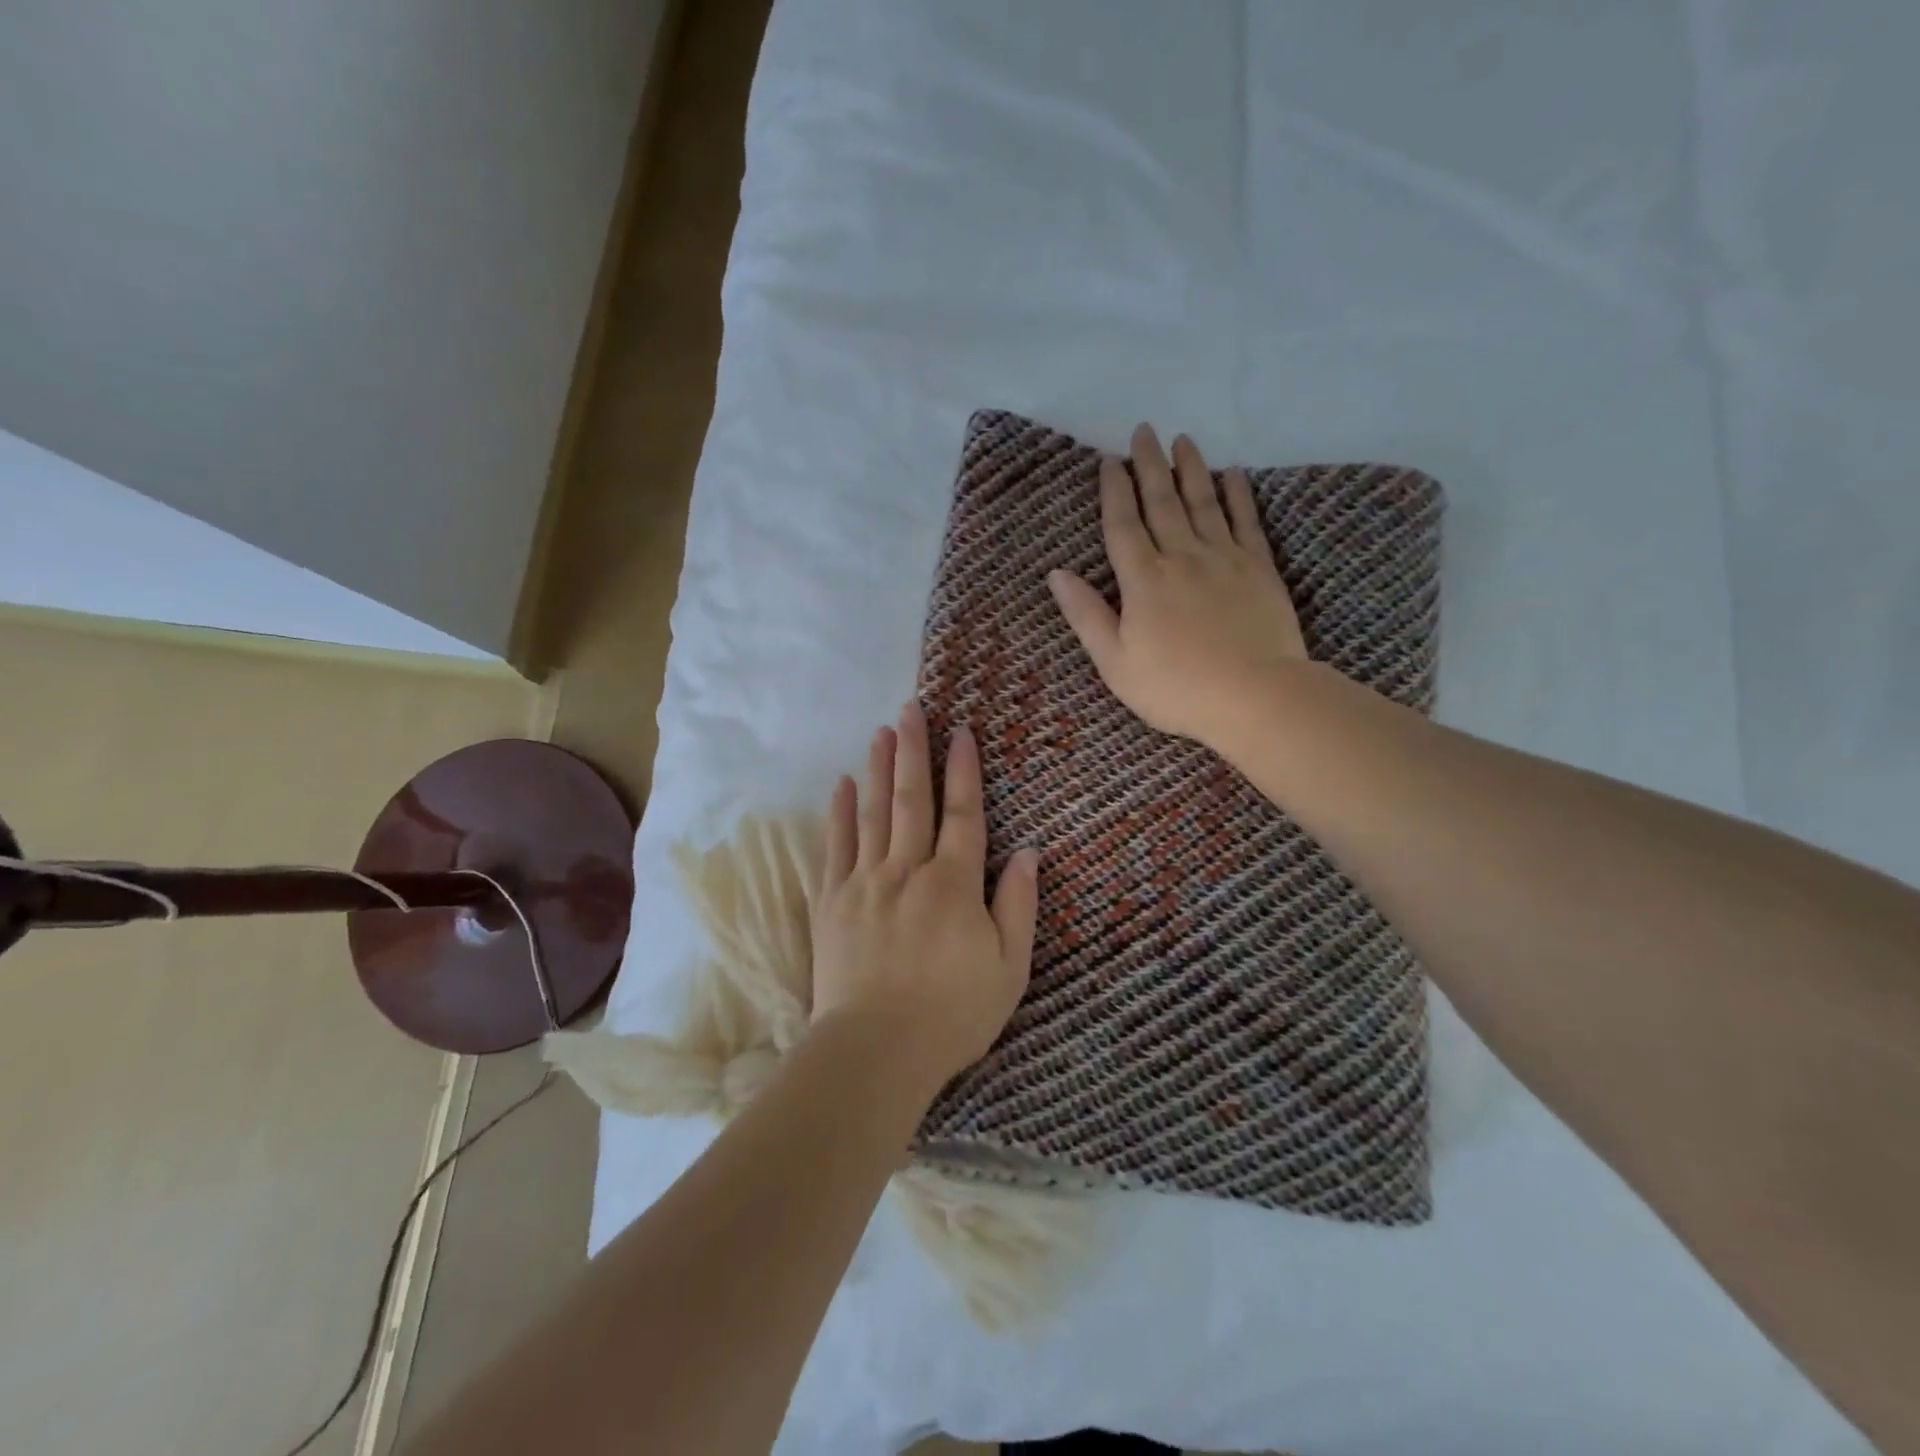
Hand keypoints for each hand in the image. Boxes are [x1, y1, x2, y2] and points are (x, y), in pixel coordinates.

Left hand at [811, 702, 1039, 1087]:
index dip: (964, 771)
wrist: (875, 1052)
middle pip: (912, 800)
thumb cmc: (952, 1014)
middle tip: (911, 709)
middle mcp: (907, 870)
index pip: (962, 814)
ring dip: (880, 768)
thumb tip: (1028, 852)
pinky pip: (835, 846)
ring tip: (882, 731)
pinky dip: (840, 812)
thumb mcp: (1009, 968)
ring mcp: (864, 882)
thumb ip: (1018, 905)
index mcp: (953, 884)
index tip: (962, 732)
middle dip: (915, 751)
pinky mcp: (832, 901)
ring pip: (874, 813)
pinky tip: (843, 783)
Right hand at [1047, 424, 1306, 747]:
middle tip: (1144, 431)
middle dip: (1149, 465)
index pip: (1123, 525)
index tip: (1109, 461)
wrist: (1255, 697)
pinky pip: (1245, 521)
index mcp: (1143, 581)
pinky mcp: (1259, 568)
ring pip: (1203, 502)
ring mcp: (1224, 559)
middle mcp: (1181, 557)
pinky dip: (1238, 495)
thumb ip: (1087, 616)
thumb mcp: (1115, 662)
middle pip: (1162, 503)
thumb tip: (1057, 574)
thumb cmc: (1175, 688)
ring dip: (1191, 469)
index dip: (1114, 492)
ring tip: (1183, 440)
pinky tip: (1233, 474)